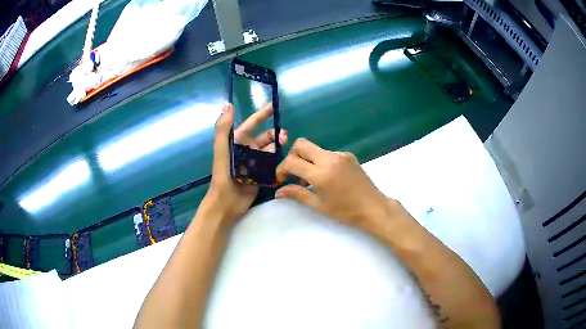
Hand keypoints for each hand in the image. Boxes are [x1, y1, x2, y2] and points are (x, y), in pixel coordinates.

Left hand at [199, 103, 287, 225]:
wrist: (227, 201)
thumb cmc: (223, 174)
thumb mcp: (222, 150)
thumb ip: (223, 128)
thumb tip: (228, 105)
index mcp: (237, 141)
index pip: (252, 123)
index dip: (262, 114)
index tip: (274, 105)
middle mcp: (247, 149)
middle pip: (265, 137)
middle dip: (275, 134)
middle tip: (285, 137)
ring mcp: (254, 162)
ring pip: (271, 150)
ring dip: (278, 146)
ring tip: (286, 147)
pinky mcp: (261, 174)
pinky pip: (272, 163)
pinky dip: (279, 160)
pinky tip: (286, 159)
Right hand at [275, 138, 395, 232]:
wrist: (373, 207)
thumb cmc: (345, 211)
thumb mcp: (319, 205)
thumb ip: (297, 194)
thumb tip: (278, 192)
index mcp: (321, 173)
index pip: (292, 161)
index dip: (281, 169)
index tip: (281, 179)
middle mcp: (329, 158)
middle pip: (301, 144)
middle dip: (292, 156)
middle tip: (294, 173)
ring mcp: (340, 154)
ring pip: (315, 148)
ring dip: (307, 159)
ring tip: (311, 180)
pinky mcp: (348, 155)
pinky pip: (327, 153)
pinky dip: (321, 161)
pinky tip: (327, 177)